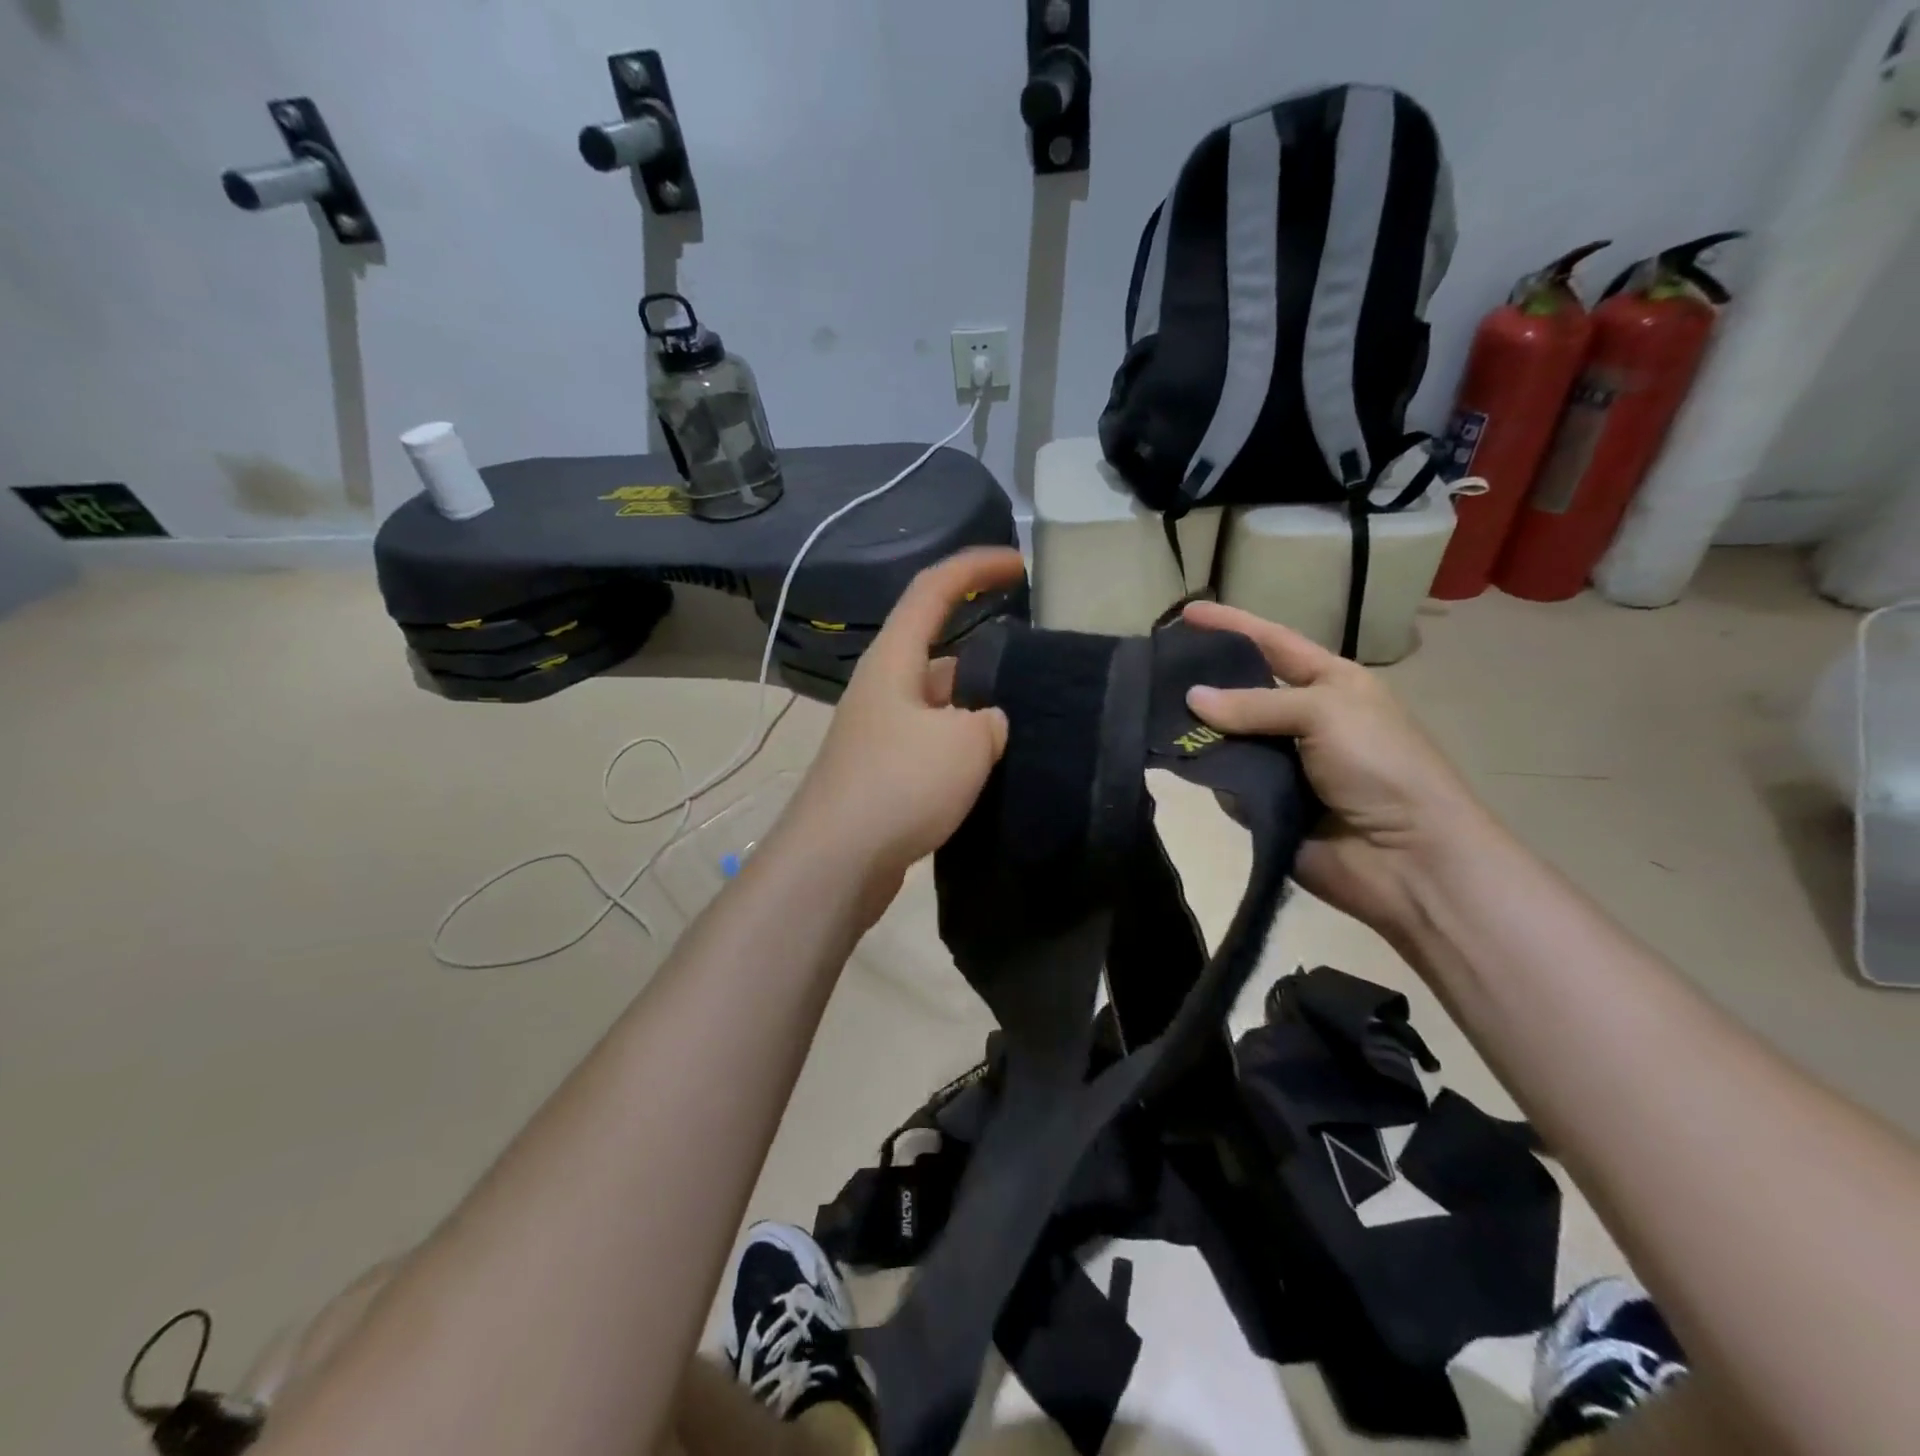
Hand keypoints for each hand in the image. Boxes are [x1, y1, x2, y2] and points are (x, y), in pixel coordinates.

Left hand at [782, 548, 1021, 902]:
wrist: (836, 862)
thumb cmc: (898, 785)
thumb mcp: (964, 743)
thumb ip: (990, 720)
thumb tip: (986, 724)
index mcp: (894, 660)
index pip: (933, 589)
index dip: (975, 567)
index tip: (1018, 564)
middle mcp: (883, 688)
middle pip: (939, 650)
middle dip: (988, 656)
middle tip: (1037, 675)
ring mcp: (880, 732)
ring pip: (940, 704)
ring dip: (977, 711)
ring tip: (1026, 728)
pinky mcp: (883, 773)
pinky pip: (933, 745)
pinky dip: (962, 750)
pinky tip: (991, 773)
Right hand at [1181, 600, 1488, 939]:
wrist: (1407, 858)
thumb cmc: (1379, 765)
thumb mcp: (1325, 712)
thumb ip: (1255, 703)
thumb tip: (1191, 699)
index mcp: (1329, 684)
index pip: (1273, 642)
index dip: (1232, 625)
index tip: (1186, 613)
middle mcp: (1303, 719)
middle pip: (1242, 691)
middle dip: (1203, 681)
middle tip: (1154, 672)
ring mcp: (1284, 764)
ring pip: (1226, 737)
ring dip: (1199, 731)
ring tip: (1154, 718)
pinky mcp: (1266, 804)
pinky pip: (1226, 782)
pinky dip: (1211, 776)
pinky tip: (1186, 766)